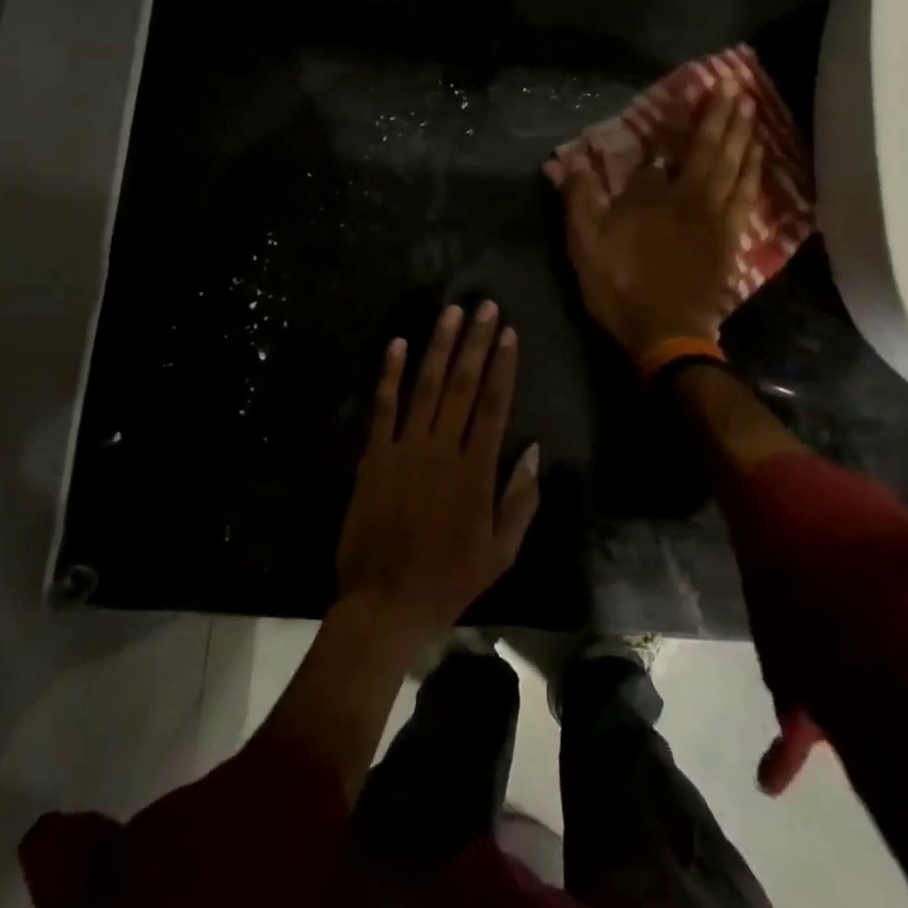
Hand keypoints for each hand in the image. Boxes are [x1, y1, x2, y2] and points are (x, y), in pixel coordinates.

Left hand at [335, 303, 541, 643]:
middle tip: (485, 306)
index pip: (494, 404)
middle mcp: (442, 449)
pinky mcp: (374, 455)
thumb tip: (533, 450)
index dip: (503, 365)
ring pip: (426, 386)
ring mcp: (405, 448)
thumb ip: (520, 500)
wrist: (385, 602)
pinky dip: (389, 374)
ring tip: (451, 312)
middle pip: (463, 384)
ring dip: (439, 346)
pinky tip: (397, 344)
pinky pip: (383, 407)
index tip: (509, 333)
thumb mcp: (501, 552)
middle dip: (476, 342)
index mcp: (476, 471)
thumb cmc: (449, 579)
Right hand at [562, 80, 761, 357]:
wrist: (667, 334)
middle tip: (733, 86)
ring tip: (750, 107)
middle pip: (710, 149)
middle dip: (721, 116)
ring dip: (743, 134)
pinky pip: (747, 195)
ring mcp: (717, 218)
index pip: (665, 151)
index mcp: (655, 196)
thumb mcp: (585, 246)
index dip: (675, 123)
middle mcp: (691, 198)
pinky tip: (758, 156)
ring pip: (735, 167)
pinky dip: (754, 171)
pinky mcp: (731, 239)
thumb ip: (580, 200)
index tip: (687, 95)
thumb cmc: (621, 287)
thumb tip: (574, 162)